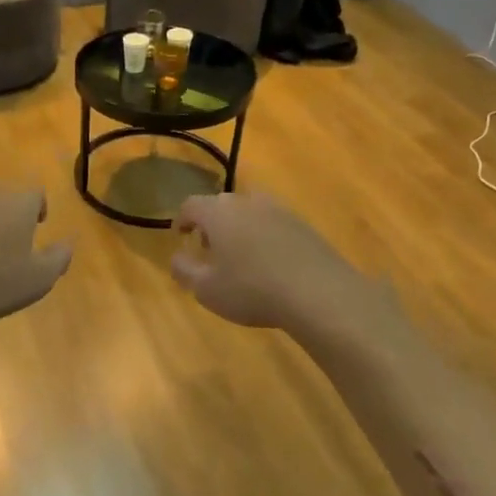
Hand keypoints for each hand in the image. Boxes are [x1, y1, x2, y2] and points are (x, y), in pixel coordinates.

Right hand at [171, 192, 363, 332]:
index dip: (182, 219)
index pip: (191, 205)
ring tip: (240, 255)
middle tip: (208, 247)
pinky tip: (269, 262)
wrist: (319, 293)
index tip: (180, 235)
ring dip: (239, 228)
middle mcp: (248, 202)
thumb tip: (176, 257)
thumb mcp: (206, 289)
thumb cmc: (252, 290)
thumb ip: (184, 270)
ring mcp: (280, 210)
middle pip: (222, 204)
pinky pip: (273, 224)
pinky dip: (264, 236)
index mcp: (219, 212)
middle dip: (211, 223)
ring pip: (250, 212)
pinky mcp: (303, 225)